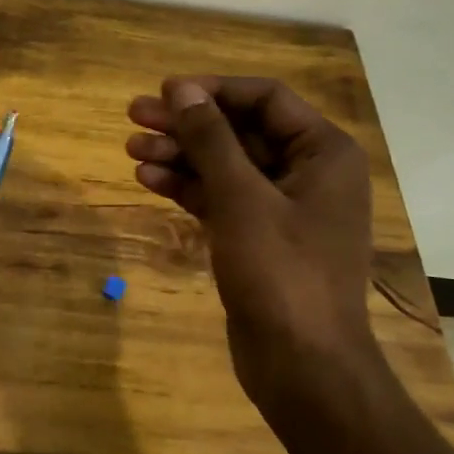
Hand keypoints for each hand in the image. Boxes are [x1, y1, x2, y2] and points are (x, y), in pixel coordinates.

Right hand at [126, 76, 379, 413]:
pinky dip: (187, 188)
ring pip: (225, 166)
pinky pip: (220, 199)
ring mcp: (281, 208)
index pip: (265, 99)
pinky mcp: (257, 239)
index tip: (164, 92)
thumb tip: (181, 89)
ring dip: (180, 156)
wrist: (302, 363)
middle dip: (187, 124)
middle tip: (134, 117)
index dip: (212, 91)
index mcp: (323, 153)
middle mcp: (307, 172)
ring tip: (130, 150)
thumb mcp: (241, 199)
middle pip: (240, 132)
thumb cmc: (281, 273)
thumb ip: (210, 140)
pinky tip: (148, 180)